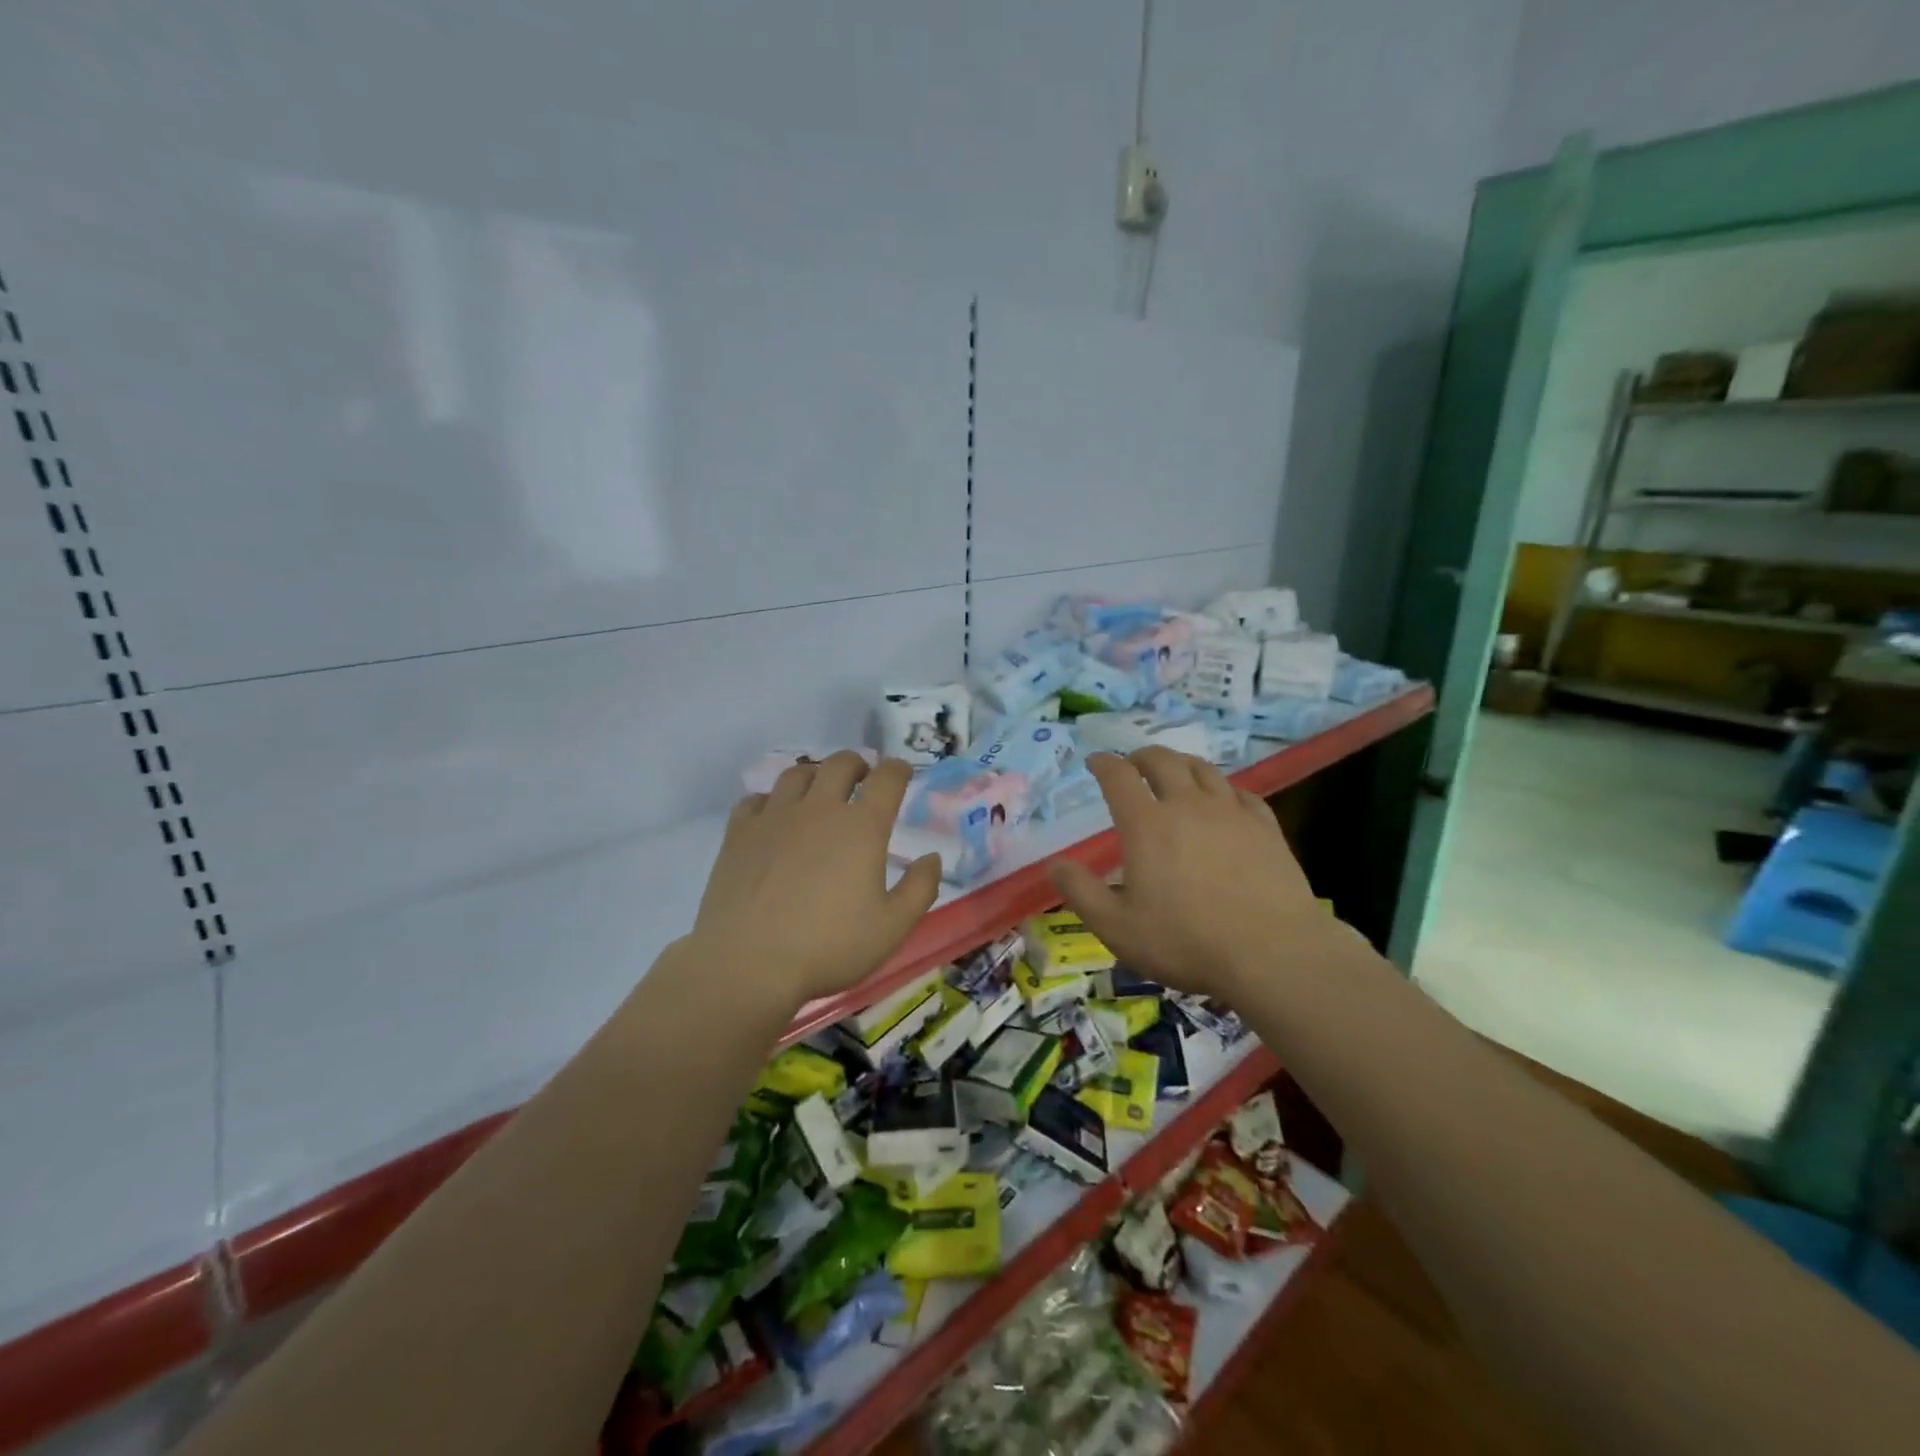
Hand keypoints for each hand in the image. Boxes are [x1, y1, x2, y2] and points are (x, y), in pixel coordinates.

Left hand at [689, 752, 942, 1006]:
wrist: (748, 963)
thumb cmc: (829, 946)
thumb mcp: (892, 927)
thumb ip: (921, 888)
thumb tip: (932, 858)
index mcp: (861, 827)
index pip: (887, 778)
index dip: (898, 770)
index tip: (901, 774)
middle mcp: (819, 809)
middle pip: (840, 763)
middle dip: (857, 764)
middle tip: (862, 780)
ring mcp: (775, 817)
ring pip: (797, 773)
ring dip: (815, 775)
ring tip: (819, 792)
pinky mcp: (739, 833)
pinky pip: (756, 799)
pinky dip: (771, 800)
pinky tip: (773, 817)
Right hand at [1048, 748, 1333, 1000]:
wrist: (1273, 953)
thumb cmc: (1186, 941)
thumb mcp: (1117, 927)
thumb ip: (1081, 892)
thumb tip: (1054, 864)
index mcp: (1146, 824)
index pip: (1118, 776)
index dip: (1103, 763)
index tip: (1094, 761)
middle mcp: (1187, 805)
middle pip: (1162, 761)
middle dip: (1141, 756)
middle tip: (1133, 763)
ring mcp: (1231, 812)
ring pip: (1203, 769)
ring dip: (1181, 763)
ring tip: (1174, 771)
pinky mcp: (1265, 827)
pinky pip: (1241, 793)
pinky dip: (1223, 789)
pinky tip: (1224, 800)